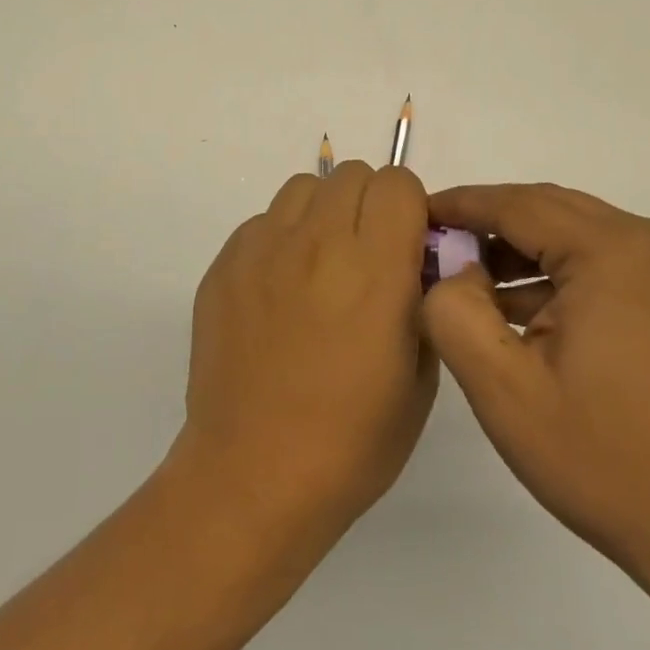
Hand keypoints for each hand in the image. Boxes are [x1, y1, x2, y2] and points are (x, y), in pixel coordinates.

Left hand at [171, 162, 435, 548]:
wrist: (254, 475)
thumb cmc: (352, 440)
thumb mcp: (421, 375)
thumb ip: (425, 301)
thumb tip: (415, 265)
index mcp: (375, 266)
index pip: (397, 182)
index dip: (409, 209)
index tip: (406, 247)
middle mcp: (318, 242)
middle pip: (352, 174)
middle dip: (369, 205)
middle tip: (365, 258)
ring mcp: (263, 249)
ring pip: (303, 188)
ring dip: (323, 214)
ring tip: (320, 268)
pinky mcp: (224, 265)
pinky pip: (262, 223)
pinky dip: (281, 241)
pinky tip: (278, 294)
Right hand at [423, 184, 649, 635]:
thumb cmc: (606, 461)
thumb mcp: (504, 390)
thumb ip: (453, 312)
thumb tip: (450, 270)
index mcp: (614, 250)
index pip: (517, 204)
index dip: (459, 205)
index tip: (411, 213)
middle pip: (547, 211)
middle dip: (486, 227)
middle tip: (432, 250)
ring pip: (572, 233)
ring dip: (518, 252)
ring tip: (464, 285)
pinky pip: (598, 259)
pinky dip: (554, 274)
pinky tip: (516, 310)